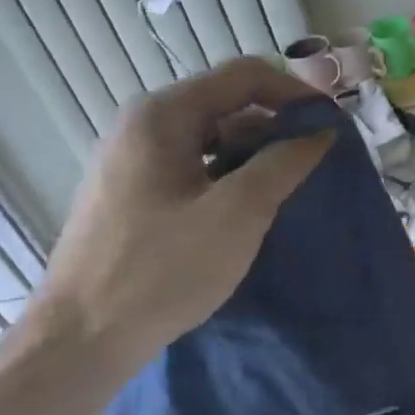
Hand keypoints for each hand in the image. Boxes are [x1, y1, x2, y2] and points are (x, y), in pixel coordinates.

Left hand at [18, 57, 330, 394]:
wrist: (81, 338)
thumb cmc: (162, 270)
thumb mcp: (237, 213)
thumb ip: (284, 163)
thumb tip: (321, 133)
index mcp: (163, 114)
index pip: (243, 76)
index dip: (295, 93)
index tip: (332, 126)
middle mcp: (143, 125)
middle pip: (226, 105)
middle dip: (276, 127)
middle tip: (315, 163)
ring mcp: (133, 160)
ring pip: (210, 139)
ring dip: (254, 156)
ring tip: (289, 190)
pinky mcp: (132, 193)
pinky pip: (193, 168)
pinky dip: (228, 178)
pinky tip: (248, 210)